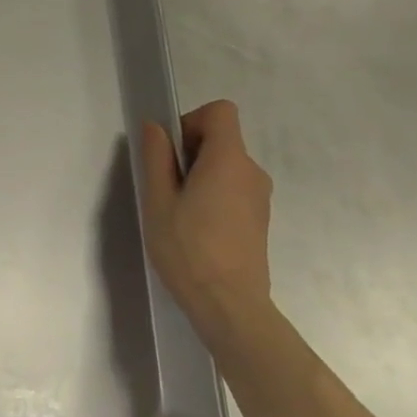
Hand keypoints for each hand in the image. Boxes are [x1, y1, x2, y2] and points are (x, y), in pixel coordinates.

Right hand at [140, 101, 273, 332]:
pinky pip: (233, 188)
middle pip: (221, 139)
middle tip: (166, 187)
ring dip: (200, 176)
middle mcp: (252, 172)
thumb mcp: (157, 200)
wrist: (229, 305)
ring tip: (178, 212)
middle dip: (190, 151)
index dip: (191, 121)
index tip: (171, 152)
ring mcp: (260, 197)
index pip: (220, 112)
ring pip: (225, 165)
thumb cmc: (187, 248)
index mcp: (229, 160)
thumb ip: (156, 157)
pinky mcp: (259, 219)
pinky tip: (195, 228)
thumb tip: (156, 127)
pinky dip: (213, 194)